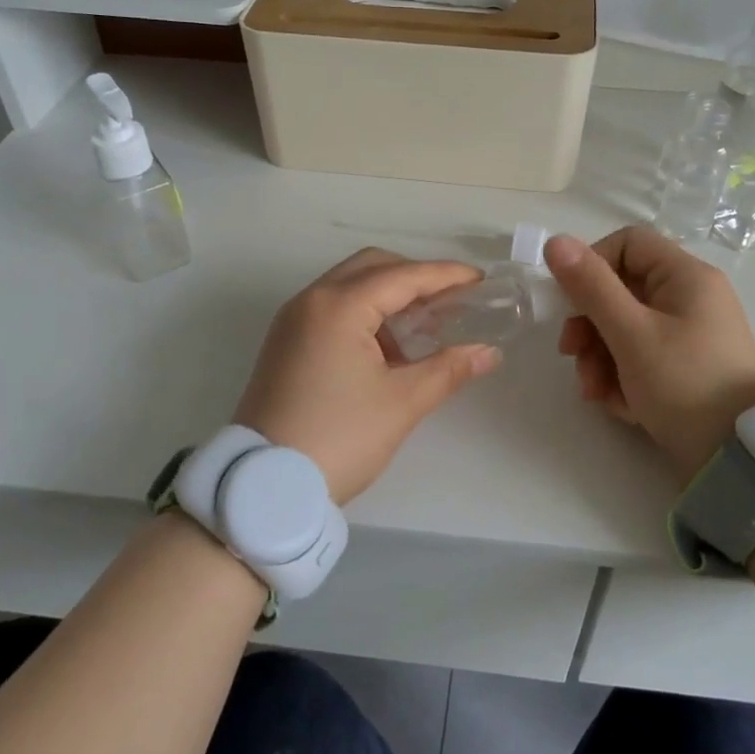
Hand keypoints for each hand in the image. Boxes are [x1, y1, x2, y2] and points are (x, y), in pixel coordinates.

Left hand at [234, 249, 501, 503]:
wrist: (266, 486)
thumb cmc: (340, 438)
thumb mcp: (401, 403)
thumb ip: (448, 369)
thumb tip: (488, 352)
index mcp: (338, 306)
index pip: (402, 276)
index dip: (445, 275)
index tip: (480, 280)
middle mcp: (311, 300)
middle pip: (372, 267)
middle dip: (415, 277)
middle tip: (450, 301)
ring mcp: (293, 321)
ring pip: (349, 286)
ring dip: (389, 296)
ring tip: (425, 327)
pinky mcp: (285, 342)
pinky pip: (332, 309)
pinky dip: (365, 314)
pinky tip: (389, 348)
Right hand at [546, 226, 754, 483]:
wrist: (738, 461)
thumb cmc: (684, 384)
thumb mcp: (631, 334)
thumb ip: (591, 287)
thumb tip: (555, 241)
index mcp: (686, 277)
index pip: (627, 243)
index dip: (592, 265)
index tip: (570, 301)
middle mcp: (691, 299)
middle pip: (622, 290)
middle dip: (590, 325)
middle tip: (572, 354)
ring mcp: (690, 336)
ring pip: (626, 328)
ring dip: (600, 357)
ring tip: (594, 392)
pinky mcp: (686, 368)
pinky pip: (642, 358)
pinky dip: (623, 378)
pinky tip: (619, 406)